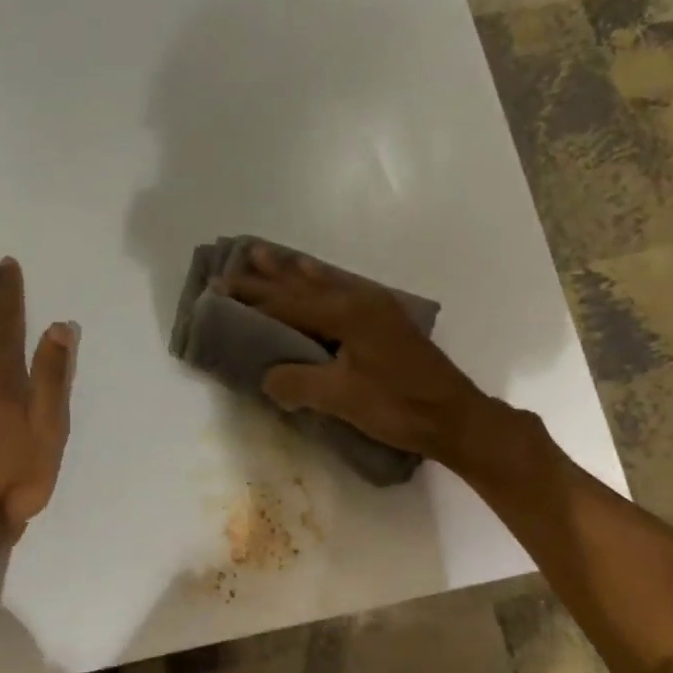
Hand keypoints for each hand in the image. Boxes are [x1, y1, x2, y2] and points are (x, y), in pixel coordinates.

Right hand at [220, 245, 494, 466]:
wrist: (452, 417)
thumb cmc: (397, 407)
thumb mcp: (341, 399)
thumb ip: (297, 383)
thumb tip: (267, 377)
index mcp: (347, 314)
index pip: (288, 303)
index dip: (253, 297)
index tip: (220, 288)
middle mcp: (360, 301)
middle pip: (304, 285)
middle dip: (269, 275)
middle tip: (239, 258)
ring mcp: (375, 310)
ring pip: (324, 284)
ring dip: (293, 273)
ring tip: (269, 256)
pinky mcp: (384, 323)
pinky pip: (341, 292)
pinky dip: (319, 283)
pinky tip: (317, 279)